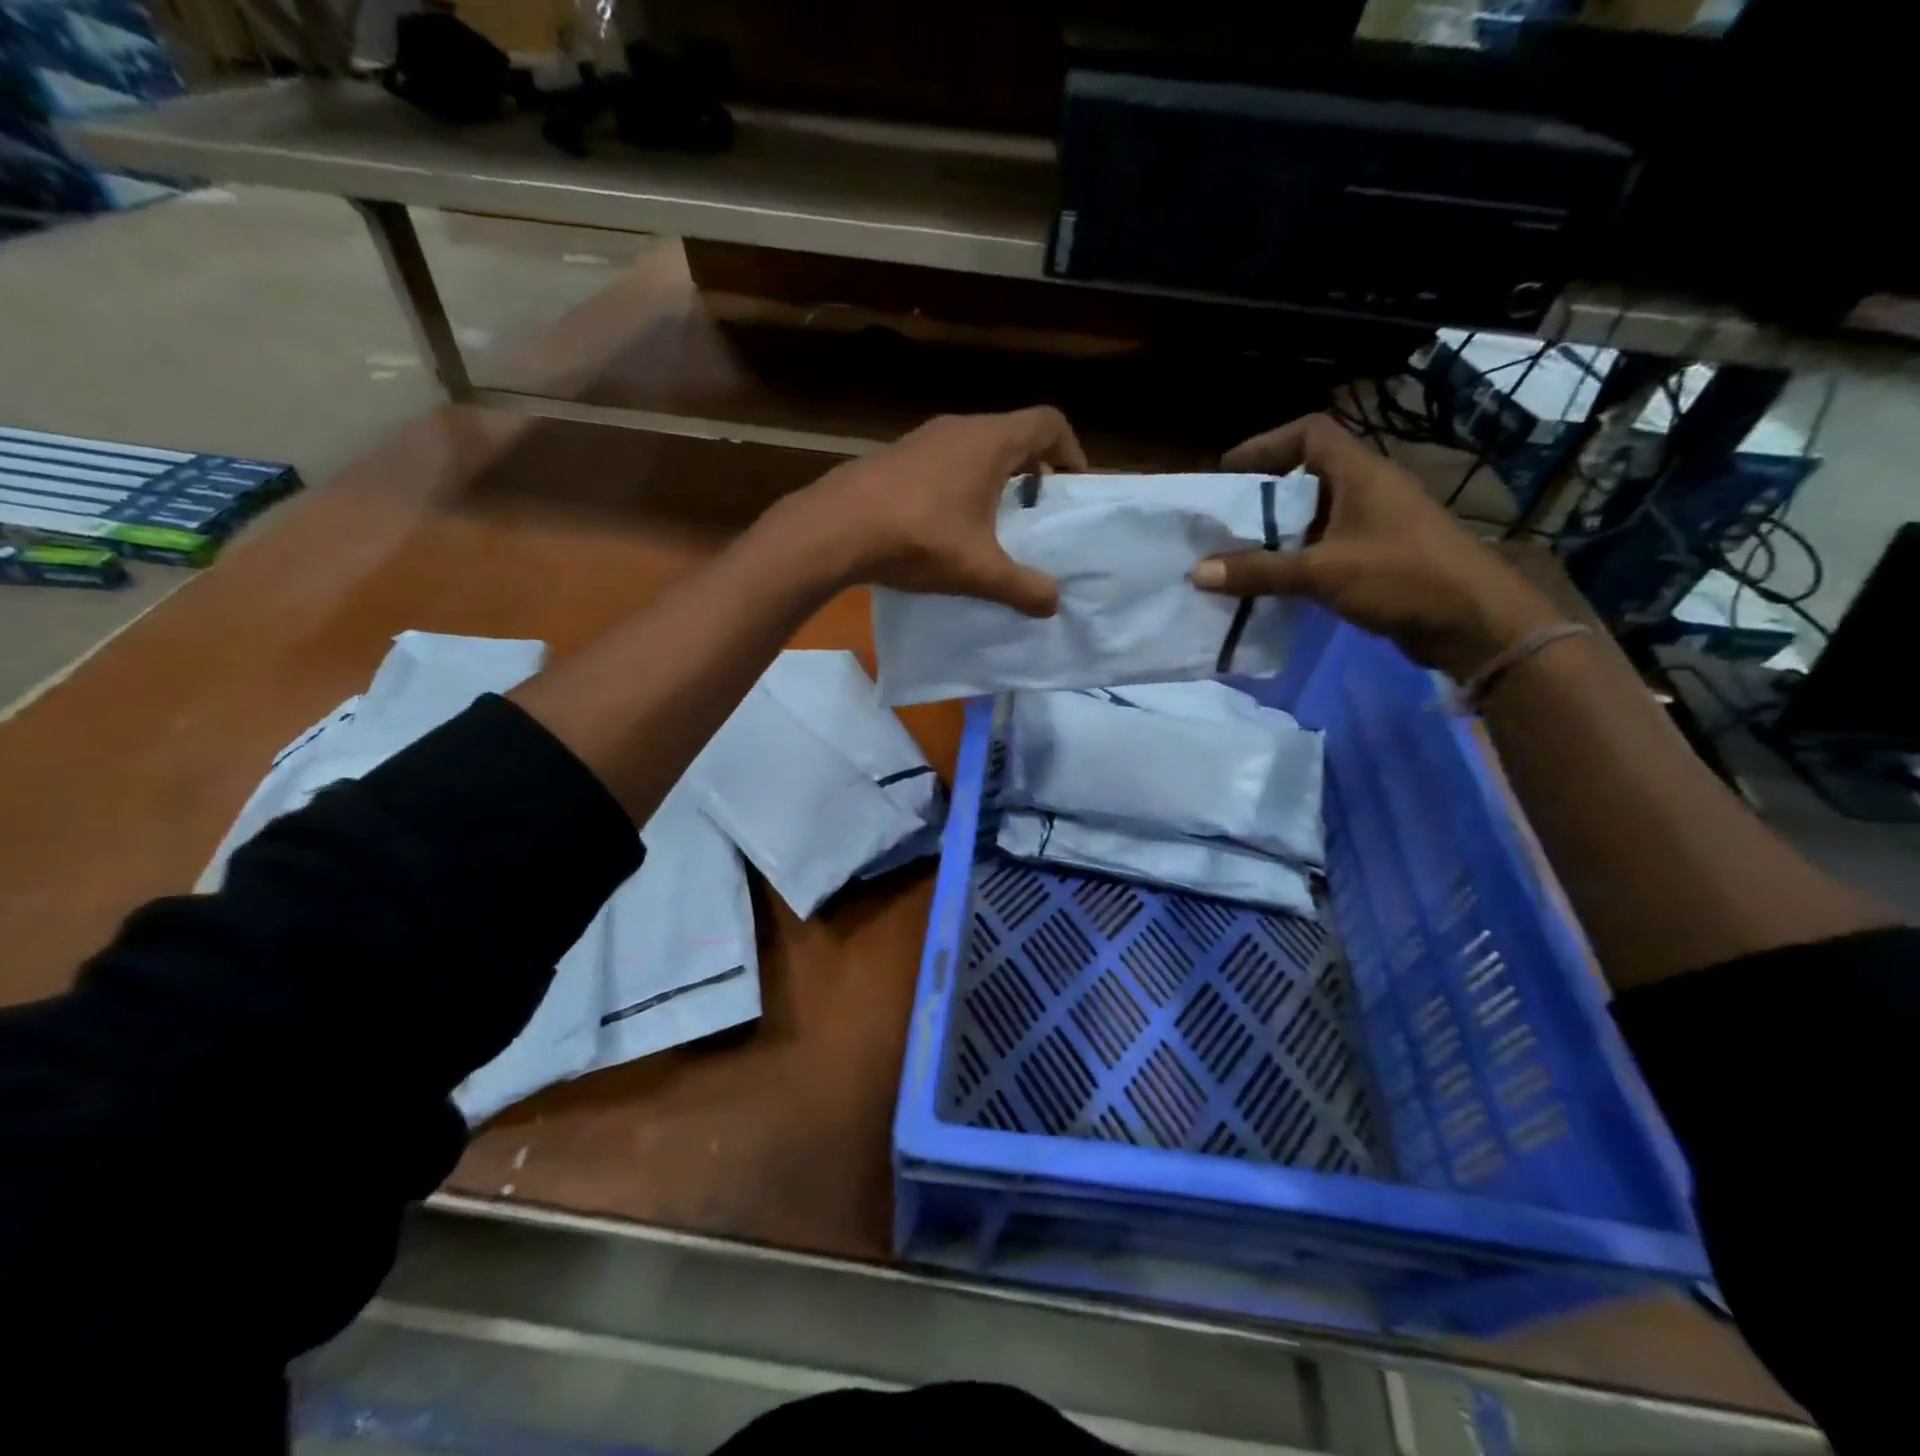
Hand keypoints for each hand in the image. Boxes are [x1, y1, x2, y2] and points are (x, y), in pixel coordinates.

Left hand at [779, 408, 1087, 617]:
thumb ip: (1023, 587)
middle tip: (1035, 512)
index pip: (1049, 422)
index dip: (1070, 451)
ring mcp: (921, 438)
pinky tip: (945, 525)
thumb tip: (1053, 604)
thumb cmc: (918, 539)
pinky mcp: (894, 456)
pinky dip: (958, 484)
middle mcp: (959, 428)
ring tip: (992, 523)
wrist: (834, 529)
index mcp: (990, 441)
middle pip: (1012, 434)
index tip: (1071, 488)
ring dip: (991, 478)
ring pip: (973, 448)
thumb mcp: (979, 571)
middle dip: (1032, 470)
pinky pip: (942, 461)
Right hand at [1191, 414, 1563, 677]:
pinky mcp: (1381, 556)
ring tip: (1238, 554)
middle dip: (1263, 496)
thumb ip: (1260, 571)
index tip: (1229, 472)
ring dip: (1279, 532)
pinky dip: (1298, 558)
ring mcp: (1377, 524)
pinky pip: (1327, 546)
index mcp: (1361, 474)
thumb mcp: (1323, 573)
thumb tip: (1197, 572)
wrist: (1475, 623)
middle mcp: (1369, 490)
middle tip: (1224, 521)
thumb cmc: (1402, 578)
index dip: (1267, 444)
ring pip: (1316, 515)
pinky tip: (1273, 583)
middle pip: (1308, 476)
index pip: (1311, 433)